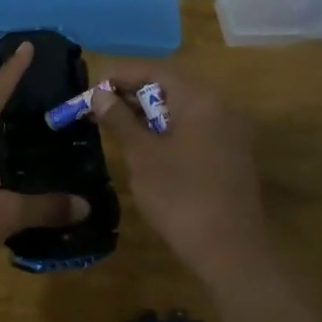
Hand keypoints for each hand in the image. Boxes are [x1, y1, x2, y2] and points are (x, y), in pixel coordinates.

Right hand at [91, 63, 270, 276]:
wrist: (229, 250)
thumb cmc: (180, 196)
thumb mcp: (142, 155)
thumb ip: (120, 119)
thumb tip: (100, 94)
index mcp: (201, 99)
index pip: (155, 71)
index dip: (120, 76)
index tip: (91, 89)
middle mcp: (220, 107)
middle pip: (170, 87)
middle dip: (131, 95)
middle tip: (98, 109)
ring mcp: (229, 132)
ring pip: (181, 110)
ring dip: (147, 114)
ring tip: (114, 127)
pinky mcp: (230, 155)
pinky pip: (194, 129)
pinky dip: (167, 131)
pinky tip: (143, 147)